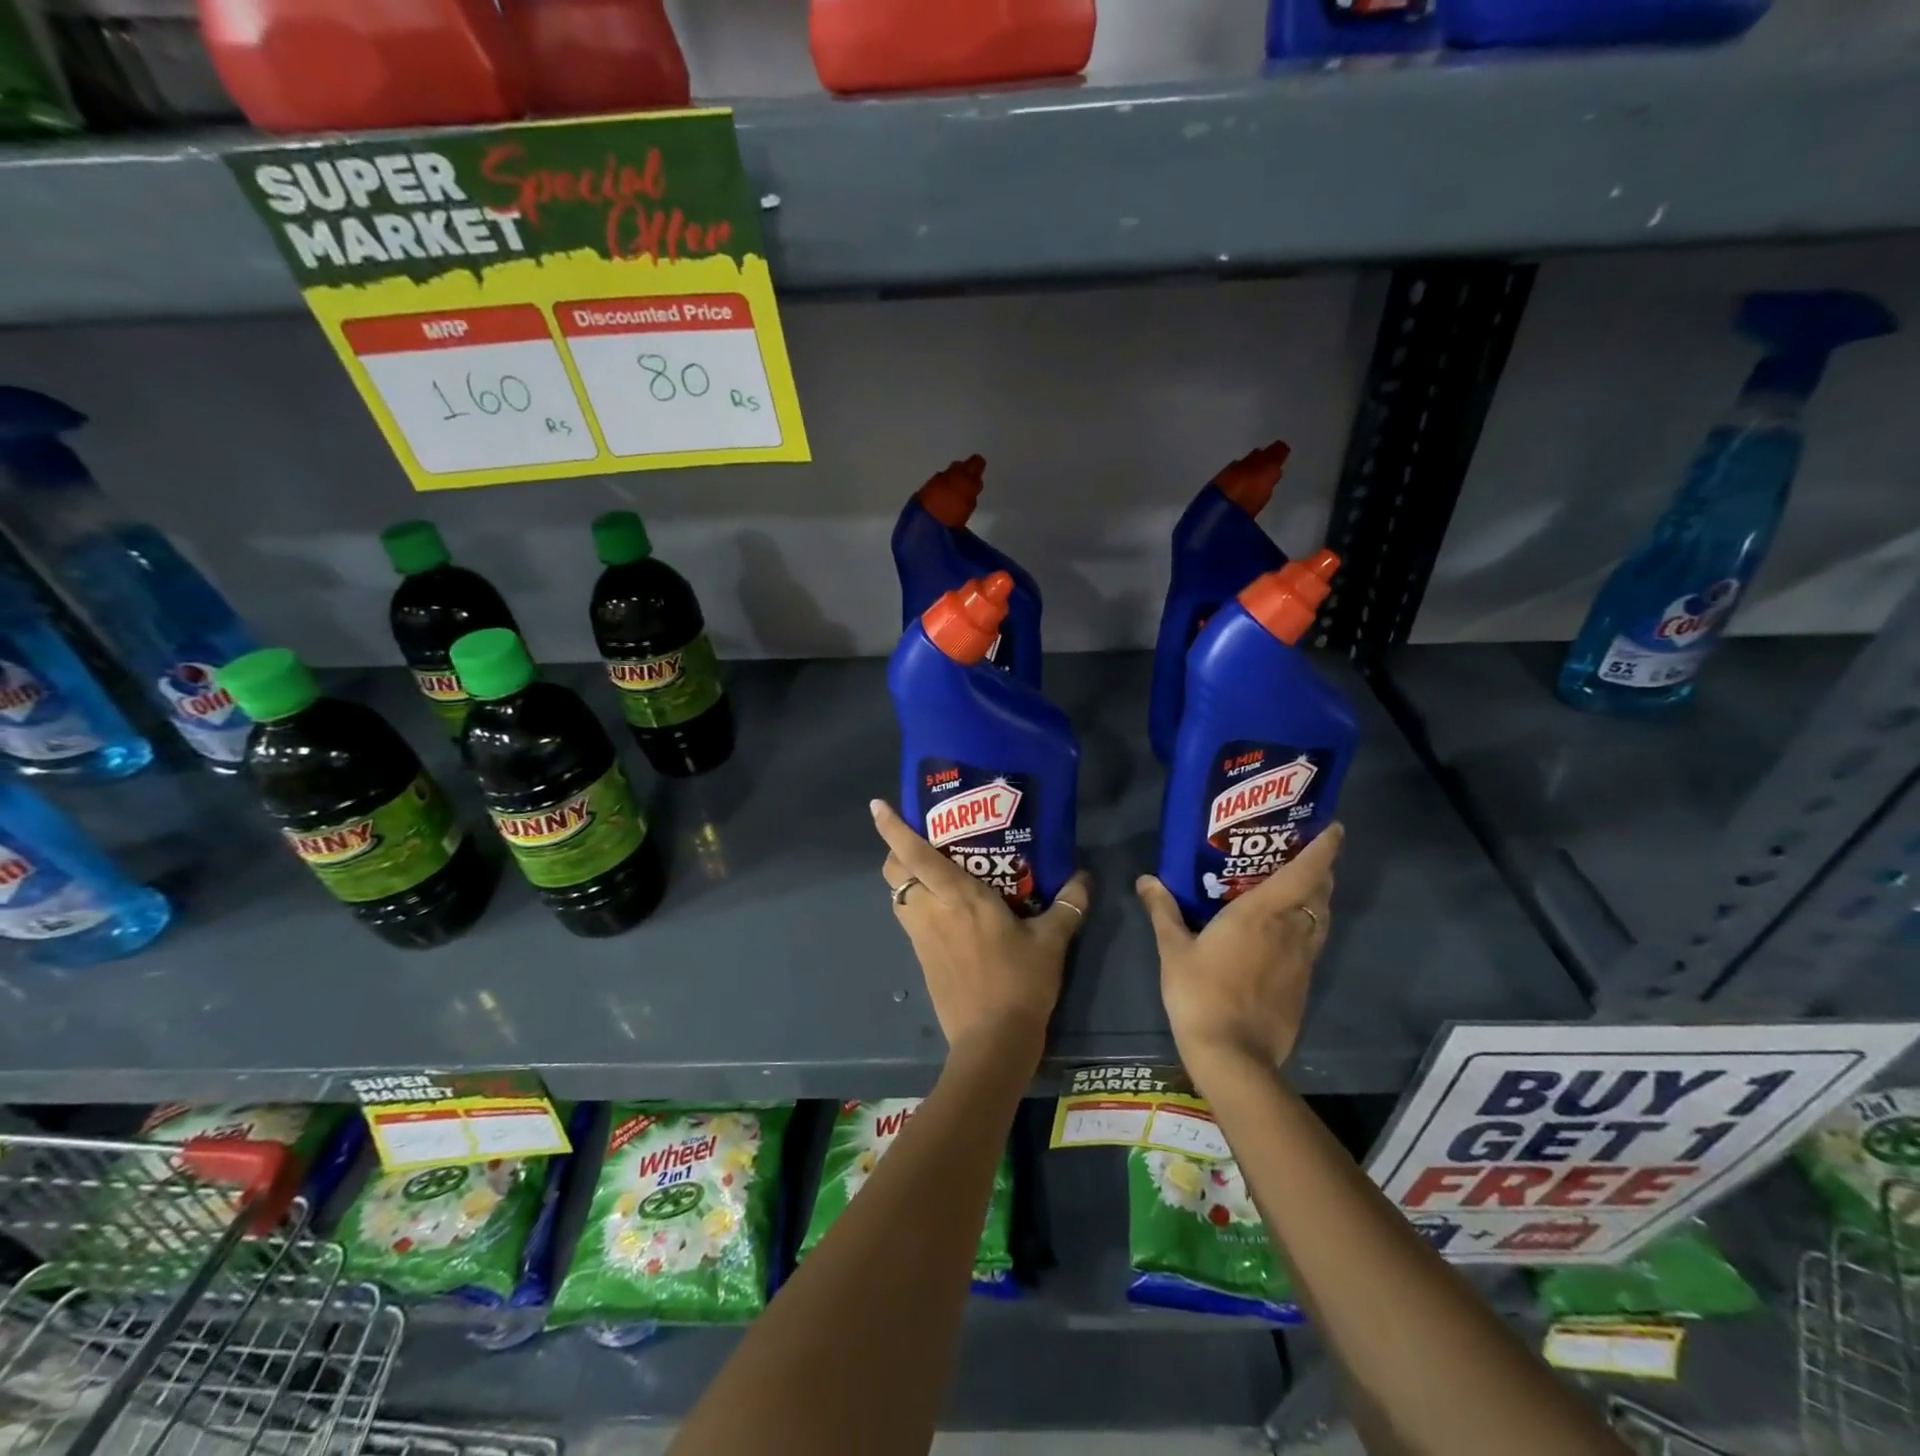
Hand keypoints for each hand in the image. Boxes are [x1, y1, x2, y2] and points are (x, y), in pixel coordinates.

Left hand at [871, 798, 1091, 1063]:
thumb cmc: (1020, 983)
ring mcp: (922, 936)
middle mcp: (931, 910)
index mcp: (959, 897)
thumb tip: (1085, 878)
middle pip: (894, 872)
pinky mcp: (922, 959)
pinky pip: (909, 919)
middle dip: (897, 851)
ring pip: (897, 896)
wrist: (992, 1042)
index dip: (893, 829)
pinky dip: (916, 904)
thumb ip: (1067, 905)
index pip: (916, 854)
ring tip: (933, 872)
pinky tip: (944, 911)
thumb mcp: (1051, 942)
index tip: (877, 806)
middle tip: (923, 841)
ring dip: (905, 878)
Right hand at [1136, 824, 1342, 1089]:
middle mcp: (1290, 930)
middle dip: (1321, 869)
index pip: (1305, 872)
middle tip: (1305, 853)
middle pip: (1320, 892)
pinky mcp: (1304, 985)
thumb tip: (1146, 880)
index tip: (1334, 827)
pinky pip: (1313, 943)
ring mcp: (1302, 960)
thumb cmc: (1200, 993)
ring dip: (1318, 898)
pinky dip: (1309, 926)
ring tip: (1302, 887)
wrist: (1233, 1055)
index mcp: (1261, 913)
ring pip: (1321, 918)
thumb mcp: (1173, 950)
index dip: (1324, 847)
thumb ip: (1163, 911)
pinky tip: (1288, 933)